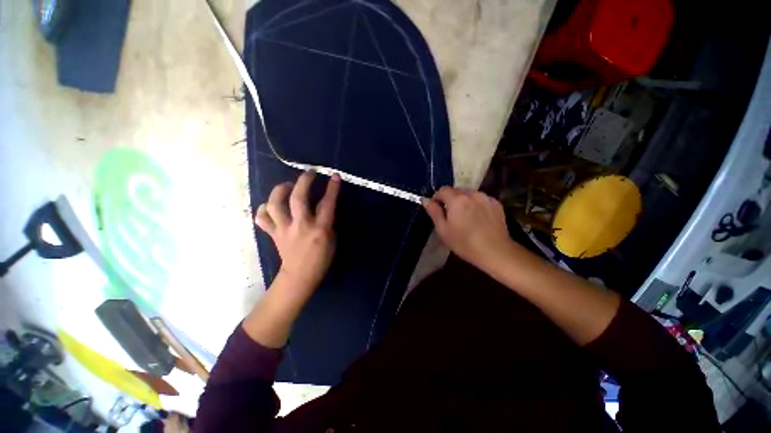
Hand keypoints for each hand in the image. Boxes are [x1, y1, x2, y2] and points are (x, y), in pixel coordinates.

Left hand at [254, 171, 340, 296]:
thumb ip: (328, 221)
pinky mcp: (273, 234)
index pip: (327, 203)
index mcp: (320, 229)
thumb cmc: (322, 258)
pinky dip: (264, 209)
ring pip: (275, 204)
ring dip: (280, 190)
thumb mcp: (332, 239)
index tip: (334, 175)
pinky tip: (271, 206)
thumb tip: (323, 205)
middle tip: (309, 173)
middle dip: (304, 181)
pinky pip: (262, 218)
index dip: (332, 188)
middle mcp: (301, 226)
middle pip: (298, 198)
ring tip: (287, 186)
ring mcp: (284, 229)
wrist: (300, 275)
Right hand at [422, 187, 513, 272]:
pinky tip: (477, 218)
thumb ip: (433, 212)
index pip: (442, 190)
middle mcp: (471, 194)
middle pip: (456, 191)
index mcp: (457, 200)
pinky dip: (475, 204)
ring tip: (465, 216)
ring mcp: (486, 197)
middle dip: (450, 199)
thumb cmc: (464, 243)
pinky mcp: (496, 203)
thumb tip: (425, 200)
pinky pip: (480, 199)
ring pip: (469, 194)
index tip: (436, 209)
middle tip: (450, 215)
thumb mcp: (443, 230)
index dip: (437, 198)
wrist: (495, 252)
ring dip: (463, 201)